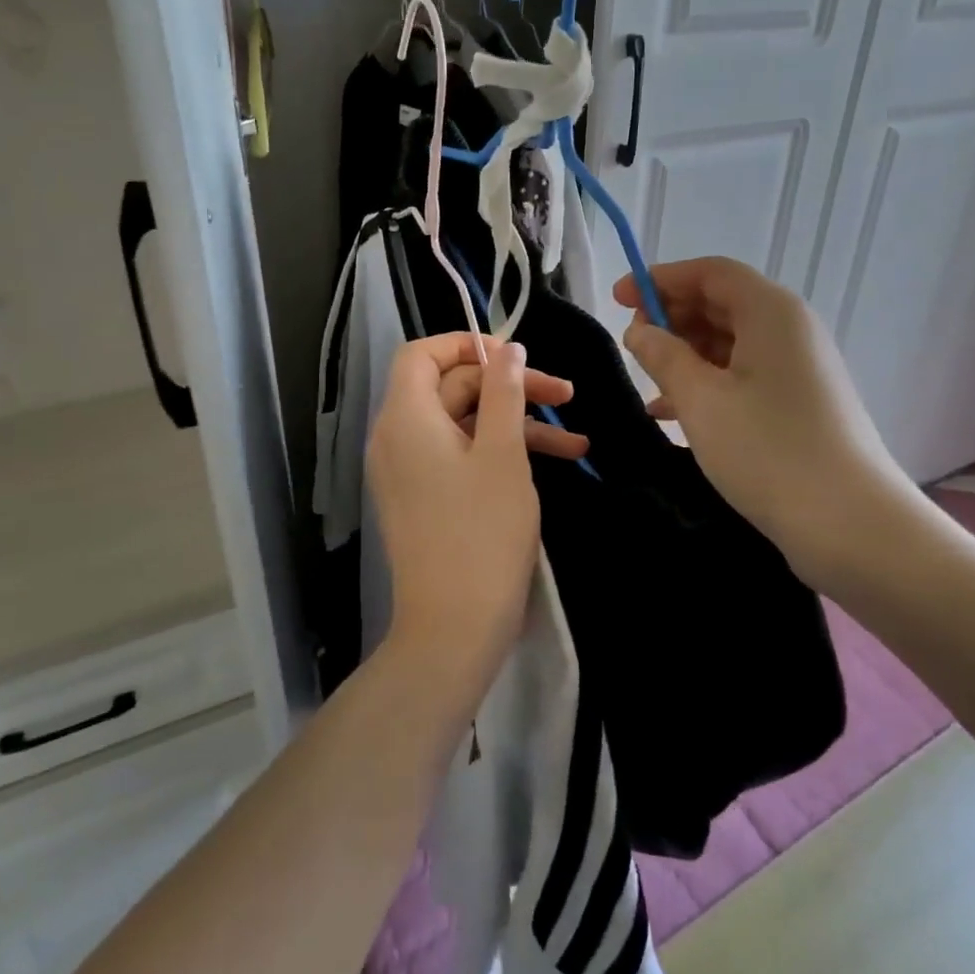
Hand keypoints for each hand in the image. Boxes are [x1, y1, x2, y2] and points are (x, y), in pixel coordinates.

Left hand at [367, 335, 583, 702]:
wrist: (454, 628)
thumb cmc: (482, 533)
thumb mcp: (503, 453)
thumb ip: (504, 392)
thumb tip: (507, 349)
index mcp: (405, 418)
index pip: (422, 354)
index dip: (467, 345)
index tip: (515, 358)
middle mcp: (398, 438)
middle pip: (451, 388)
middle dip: (509, 387)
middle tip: (565, 395)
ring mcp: (409, 471)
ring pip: (464, 425)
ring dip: (517, 425)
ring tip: (576, 441)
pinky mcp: (425, 497)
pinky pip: (460, 457)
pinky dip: (500, 454)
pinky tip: (555, 463)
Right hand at [615, 258, 925, 578]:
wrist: (850, 524)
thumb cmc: (768, 450)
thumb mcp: (701, 400)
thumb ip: (663, 357)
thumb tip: (640, 331)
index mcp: (770, 312)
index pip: (710, 272)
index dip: (661, 279)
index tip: (619, 298)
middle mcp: (790, 329)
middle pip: (722, 303)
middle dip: (672, 317)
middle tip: (632, 344)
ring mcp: (798, 367)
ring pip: (731, 342)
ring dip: (686, 354)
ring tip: (647, 380)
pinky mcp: (799, 402)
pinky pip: (744, 375)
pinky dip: (707, 382)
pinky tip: (673, 412)